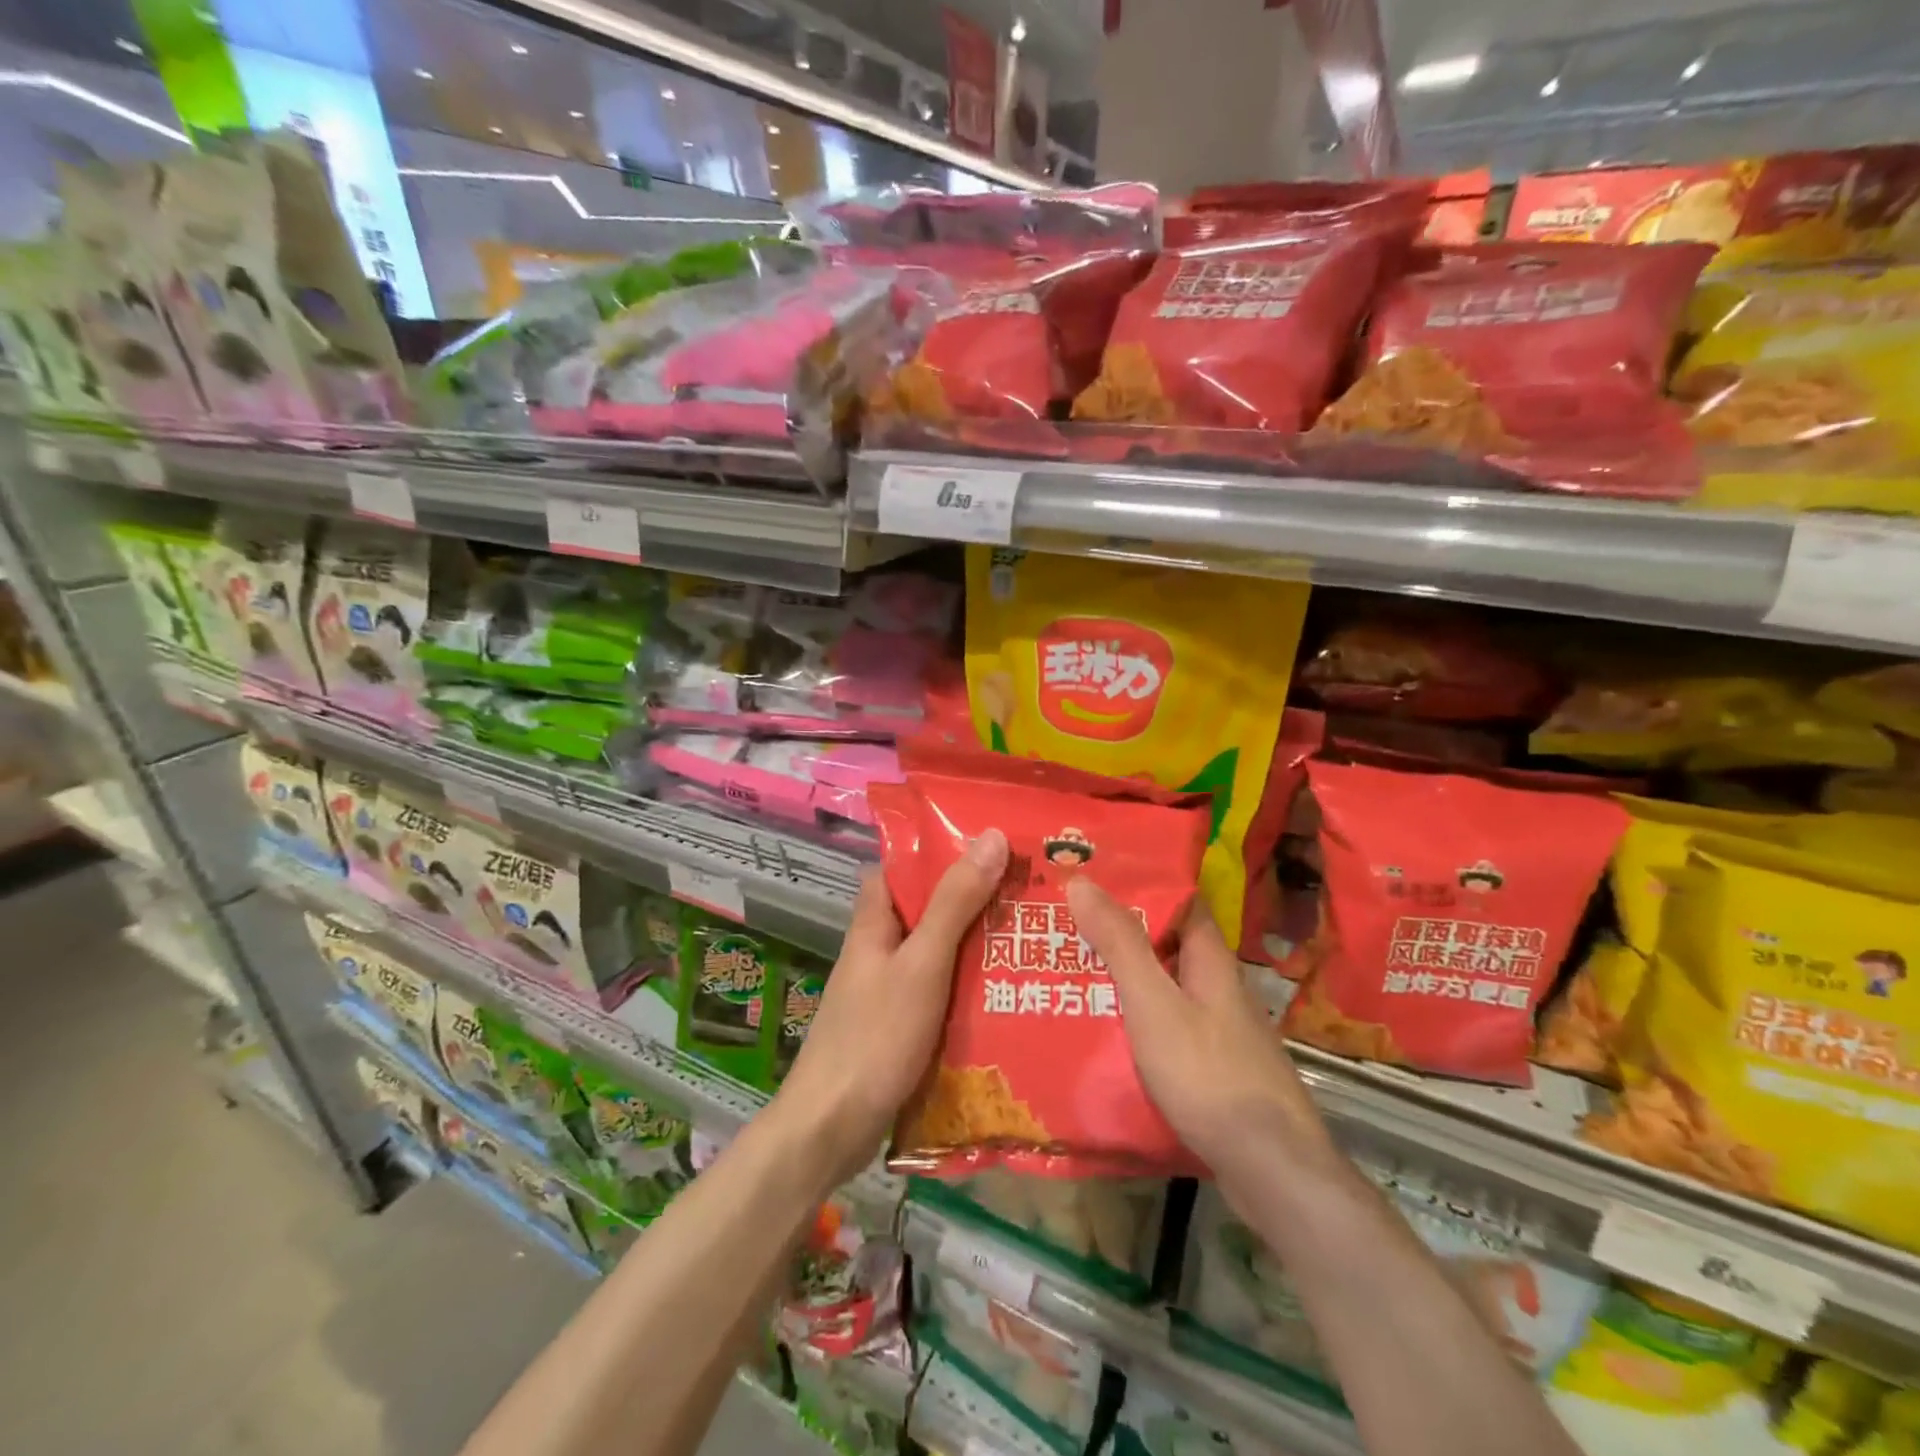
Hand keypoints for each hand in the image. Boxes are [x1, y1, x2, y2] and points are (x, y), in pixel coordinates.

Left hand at [773, 829, 1008, 1183]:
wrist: (832, 1129)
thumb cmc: (875, 1037)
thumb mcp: (922, 963)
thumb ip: (955, 903)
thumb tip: (991, 836)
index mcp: (873, 923)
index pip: (899, 867)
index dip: (936, 850)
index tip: (988, 843)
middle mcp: (878, 950)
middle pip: (925, 909)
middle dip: (971, 898)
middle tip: (1028, 889)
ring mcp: (887, 991)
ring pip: (936, 952)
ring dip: (974, 944)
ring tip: (1030, 933)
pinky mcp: (899, 1027)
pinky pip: (939, 992)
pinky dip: (967, 986)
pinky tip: (1006, 991)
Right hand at [1067, 878, 1337, 1186]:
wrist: (1271, 1171)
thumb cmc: (1209, 1075)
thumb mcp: (1153, 1003)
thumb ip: (1120, 944)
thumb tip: (1082, 880)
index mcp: (1210, 960)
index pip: (1179, 901)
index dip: (1140, 883)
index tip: (1092, 877)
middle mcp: (1218, 987)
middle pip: (1167, 945)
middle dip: (1120, 934)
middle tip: (1064, 925)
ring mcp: (1220, 1031)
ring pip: (1165, 989)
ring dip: (1125, 979)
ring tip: (1070, 973)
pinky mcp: (1214, 1069)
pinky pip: (1167, 1028)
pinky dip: (1136, 1021)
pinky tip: (1102, 1033)